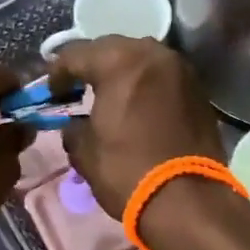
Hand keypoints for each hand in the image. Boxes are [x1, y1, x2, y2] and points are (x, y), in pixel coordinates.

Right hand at [51, 37, 224, 217]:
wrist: (188, 200)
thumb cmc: (128, 171)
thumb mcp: (85, 151)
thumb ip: (73, 127)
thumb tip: (74, 124)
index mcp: (119, 62)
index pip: (77, 54)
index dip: (58, 72)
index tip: (51, 93)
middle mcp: (153, 54)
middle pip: (112, 48)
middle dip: (92, 65)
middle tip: (77, 88)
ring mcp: (181, 70)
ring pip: (142, 59)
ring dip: (122, 72)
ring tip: (108, 94)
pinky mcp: (199, 90)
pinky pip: (163, 77)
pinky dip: (146, 85)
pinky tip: (136, 105)